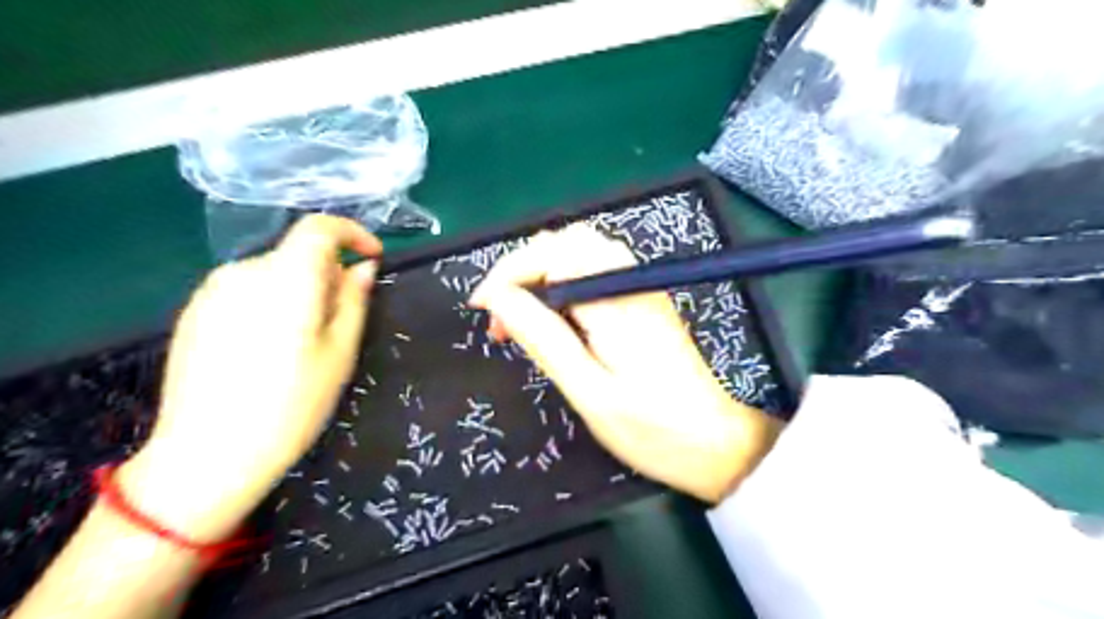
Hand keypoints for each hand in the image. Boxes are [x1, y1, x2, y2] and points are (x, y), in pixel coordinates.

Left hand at [119, 213, 382, 540]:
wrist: (208, 455)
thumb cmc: (292, 405)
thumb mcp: (340, 353)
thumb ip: (353, 301)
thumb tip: (363, 267)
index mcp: (285, 279)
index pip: (319, 228)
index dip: (352, 233)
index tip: (373, 258)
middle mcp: (243, 273)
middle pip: (297, 254)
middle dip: (328, 275)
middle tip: (342, 321)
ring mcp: (211, 292)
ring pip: (273, 274)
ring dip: (299, 291)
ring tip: (305, 342)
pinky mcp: (193, 313)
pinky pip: (246, 292)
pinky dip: (271, 303)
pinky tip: (270, 350)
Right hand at [470, 225, 778, 503]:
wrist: (716, 444)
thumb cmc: (653, 429)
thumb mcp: (589, 392)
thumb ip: (544, 339)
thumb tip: (498, 299)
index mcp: (615, 300)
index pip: (552, 253)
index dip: (508, 273)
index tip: (480, 307)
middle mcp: (630, 280)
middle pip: (566, 243)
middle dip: (523, 270)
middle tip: (501, 319)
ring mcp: (641, 288)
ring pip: (580, 253)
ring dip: (542, 275)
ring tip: (522, 320)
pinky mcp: (645, 301)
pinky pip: (596, 271)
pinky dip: (564, 285)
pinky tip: (555, 320)